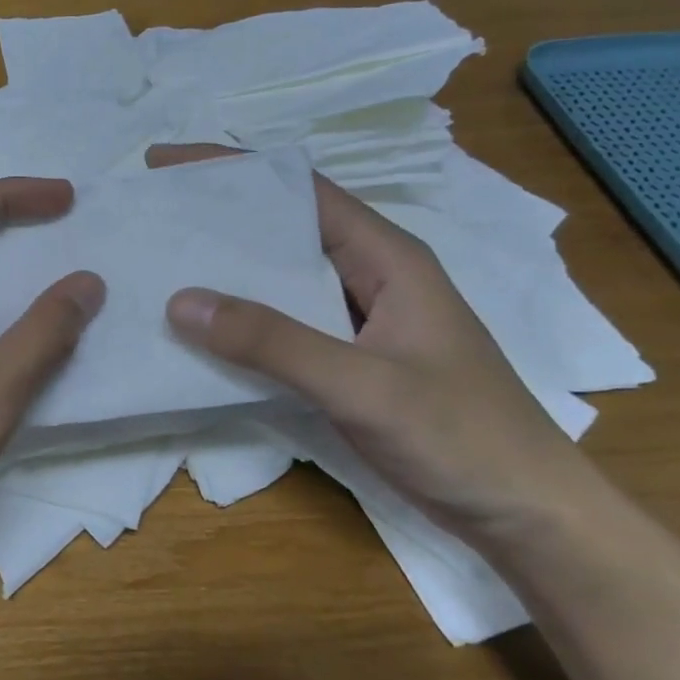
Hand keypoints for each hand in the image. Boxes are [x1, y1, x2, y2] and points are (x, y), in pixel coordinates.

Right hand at [150, 145, 601, 542]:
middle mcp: (371, 276)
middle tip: (152, 215)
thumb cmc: (461, 437)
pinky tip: (200, 332)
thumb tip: (180, 301)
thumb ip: (273, 342)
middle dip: (218, 217)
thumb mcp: (363, 385)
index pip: (300, 190)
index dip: (232, 169)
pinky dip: (240, 321)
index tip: (165, 164)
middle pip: (285, 228)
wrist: (527, 515)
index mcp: (387, 257)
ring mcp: (360, 320)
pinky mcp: (349, 360)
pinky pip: (283, 324)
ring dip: (226, 271)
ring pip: (281, 279)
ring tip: (161, 267)